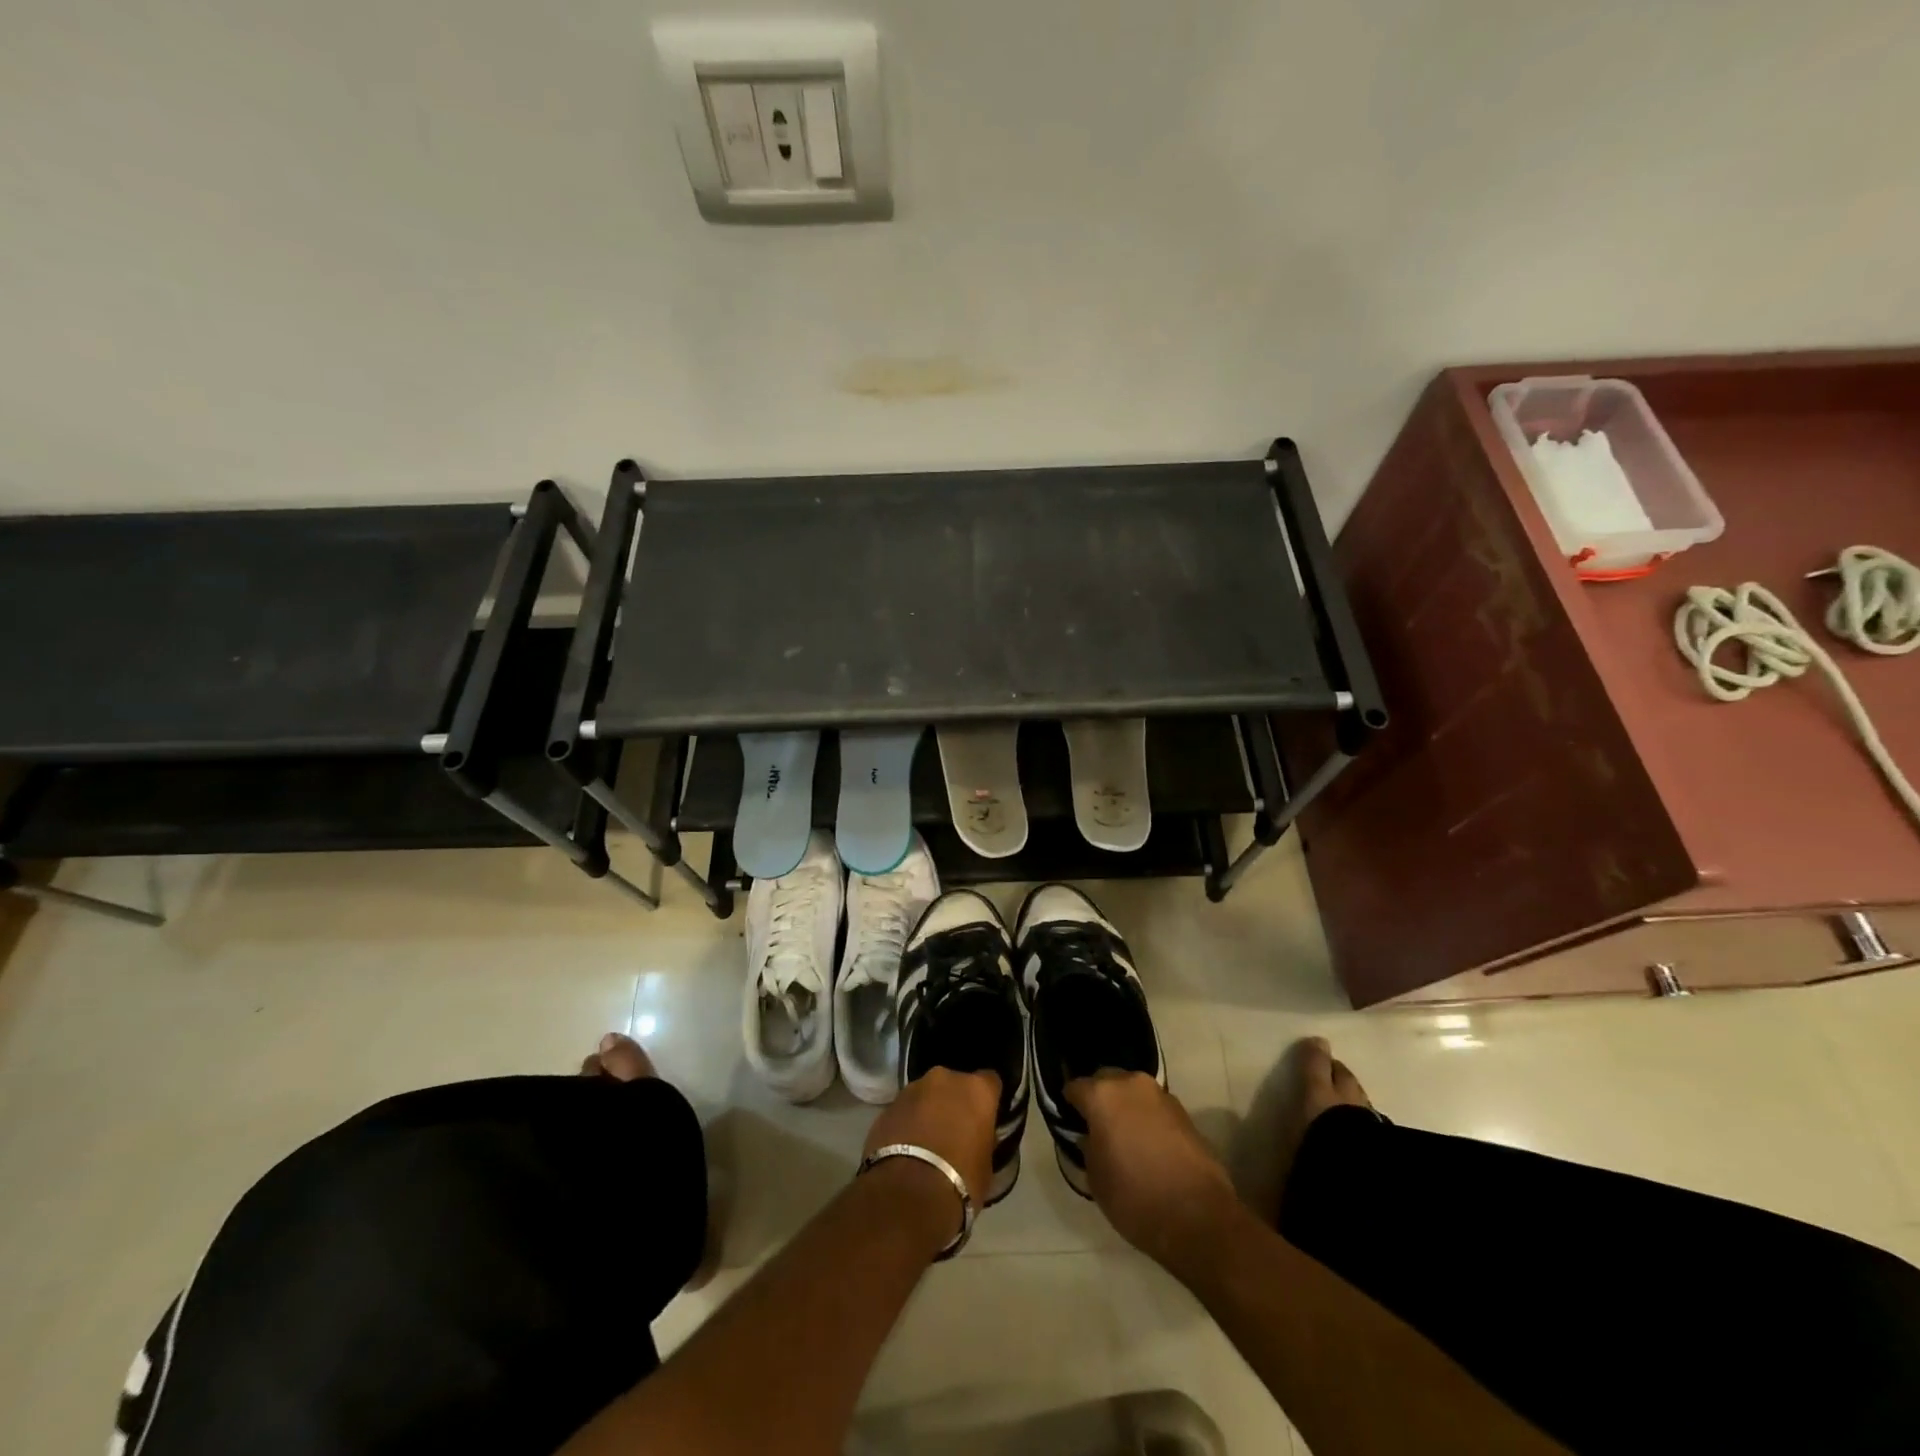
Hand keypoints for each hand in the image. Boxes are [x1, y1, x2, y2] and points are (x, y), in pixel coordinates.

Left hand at [863, 1066, 1000, 1206]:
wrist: (908, 1195)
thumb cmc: (960, 1181)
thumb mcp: (986, 1165)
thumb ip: (983, 1140)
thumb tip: (976, 1137)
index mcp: (976, 1089)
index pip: (990, 1082)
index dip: (988, 1099)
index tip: (986, 1117)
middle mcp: (944, 1079)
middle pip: (954, 1084)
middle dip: (954, 1102)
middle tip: (954, 1131)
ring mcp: (912, 1089)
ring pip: (926, 1095)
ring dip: (928, 1111)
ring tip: (926, 1143)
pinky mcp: (887, 1106)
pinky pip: (905, 1111)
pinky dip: (907, 1124)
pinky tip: (906, 1149)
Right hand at [1066, 1071, 1239, 1263]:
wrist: (1198, 1217)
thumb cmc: (1135, 1198)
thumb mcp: (1096, 1180)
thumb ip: (1088, 1148)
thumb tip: (1090, 1137)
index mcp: (1102, 1096)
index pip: (1075, 1087)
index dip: (1069, 1104)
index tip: (1070, 1121)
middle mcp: (1130, 1084)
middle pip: (1106, 1080)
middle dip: (1099, 1097)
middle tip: (1097, 1126)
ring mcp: (1160, 1095)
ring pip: (1133, 1092)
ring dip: (1125, 1106)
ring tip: (1124, 1136)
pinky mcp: (1184, 1111)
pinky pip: (1154, 1107)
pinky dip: (1147, 1118)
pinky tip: (1148, 1144)